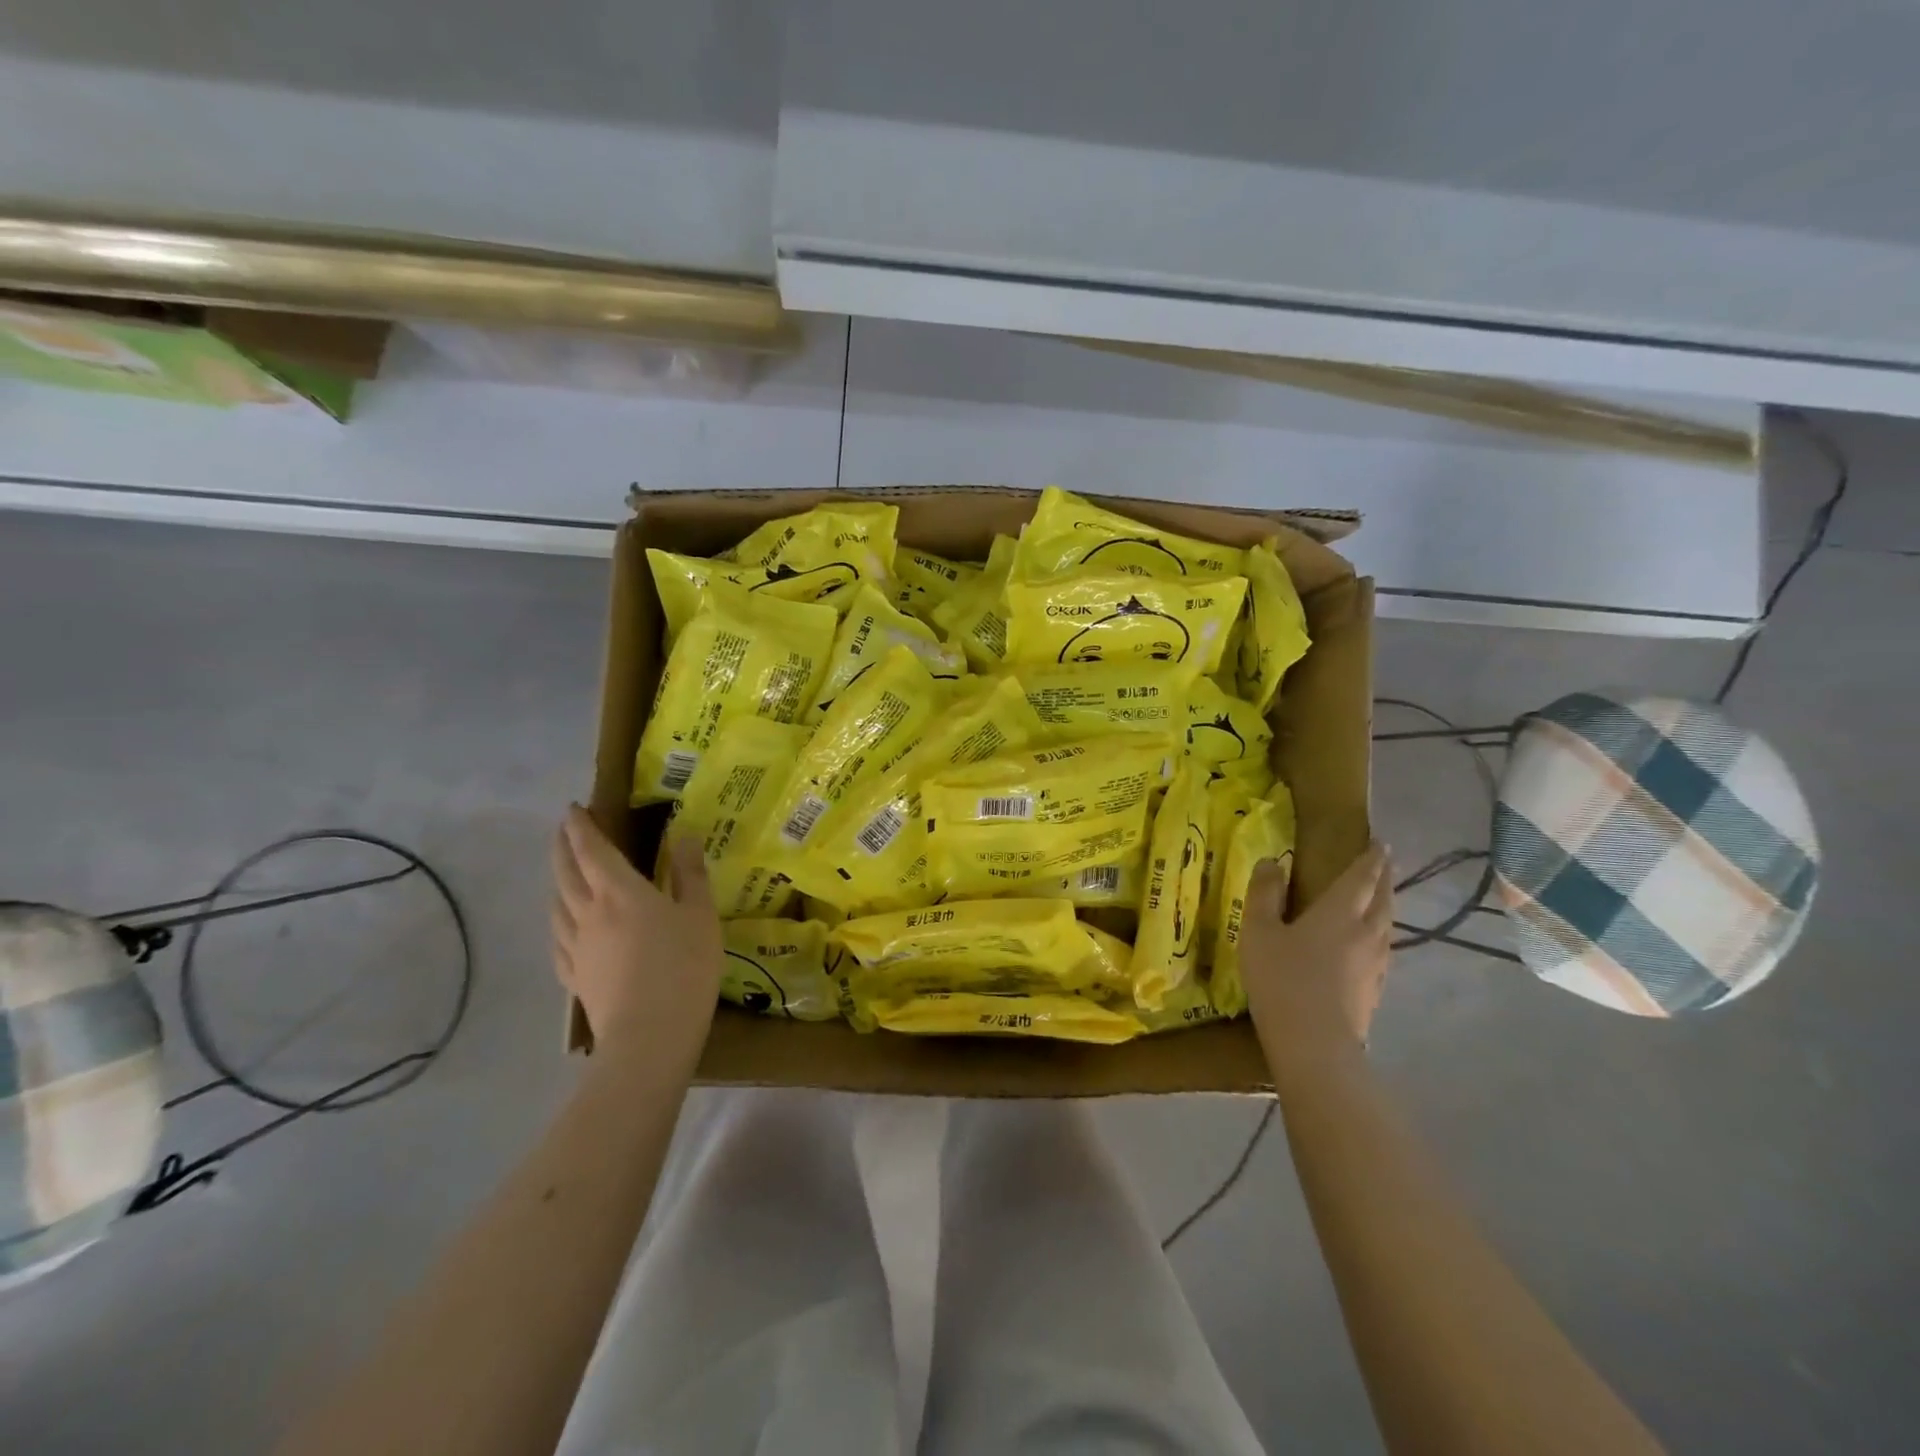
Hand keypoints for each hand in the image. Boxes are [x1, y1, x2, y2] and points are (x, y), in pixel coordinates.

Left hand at [551, 805, 723, 1066]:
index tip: (574, 809)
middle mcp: (589, 912)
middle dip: (562, 847)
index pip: (592, 850)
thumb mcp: (700, 915)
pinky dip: (558, 922)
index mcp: (620, 892)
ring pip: (558, 905)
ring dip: (558, 881)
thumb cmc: (683, 967)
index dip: (581, 827)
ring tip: (563, 874)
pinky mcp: (574, 977)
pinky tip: (564, 926)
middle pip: (567, 873)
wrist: (650, 1035)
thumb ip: (690, 874)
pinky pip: (558, 940)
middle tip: (563, 831)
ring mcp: (577, 947)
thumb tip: (683, 836)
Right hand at [1239, 841, 1392, 1077]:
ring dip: (1385, 907)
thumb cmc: (1282, 980)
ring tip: (1379, 900)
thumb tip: (1273, 861)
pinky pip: (1381, 951)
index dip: (1372, 858)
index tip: (1382, 843)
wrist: (1315, 1046)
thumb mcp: (1258, 931)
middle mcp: (1366, 933)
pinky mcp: (1373, 991)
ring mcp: (1375, 965)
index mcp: (1340, 912)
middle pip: (1382, 899)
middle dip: (1384, 879)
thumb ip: (1264, 894)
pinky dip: (1378, 936)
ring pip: (1386, 926)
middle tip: (1384, 864)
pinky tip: (1368, 946)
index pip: (1362, 877)